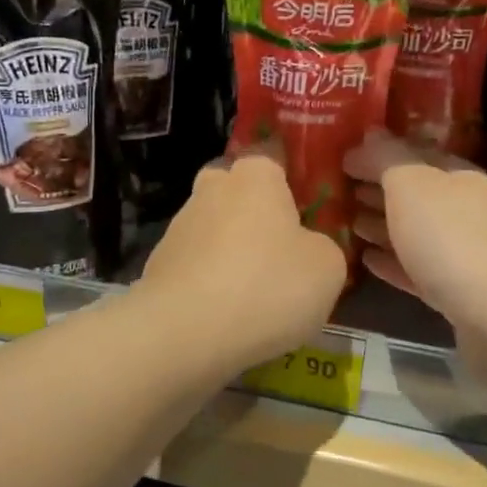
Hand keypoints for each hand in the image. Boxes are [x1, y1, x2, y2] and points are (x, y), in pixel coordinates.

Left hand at [139, 141, 347, 368]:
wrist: (183, 332)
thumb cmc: (266, 286)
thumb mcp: (327, 268)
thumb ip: (324, 246)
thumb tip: (308, 247)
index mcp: (255, 175)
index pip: (274, 154)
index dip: (292, 175)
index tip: (307, 203)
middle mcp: (212, 188)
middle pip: (238, 189)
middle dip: (256, 210)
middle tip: (281, 245)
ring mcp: (180, 225)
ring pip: (215, 227)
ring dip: (232, 249)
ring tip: (255, 292)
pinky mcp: (159, 263)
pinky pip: (197, 263)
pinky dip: (210, 280)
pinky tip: (226, 311)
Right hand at [344, 129, 486, 328]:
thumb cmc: (454, 239)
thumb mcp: (413, 185)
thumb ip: (388, 159)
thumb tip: (371, 132)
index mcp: (457, 176)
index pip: (412, 154)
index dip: (377, 154)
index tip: (340, 158)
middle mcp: (464, 209)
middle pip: (414, 194)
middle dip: (378, 189)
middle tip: (337, 191)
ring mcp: (464, 254)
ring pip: (414, 232)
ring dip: (382, 225)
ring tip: (347, 222)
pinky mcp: (457, 294)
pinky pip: (416, 271)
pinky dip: (392, 263)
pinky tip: (367, 261)